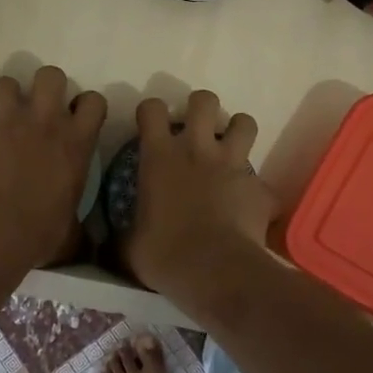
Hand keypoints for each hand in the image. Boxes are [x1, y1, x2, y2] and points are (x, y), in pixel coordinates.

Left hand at [0, 67, 106, 268]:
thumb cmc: (38, 235)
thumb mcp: (71, 230)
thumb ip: (79, 222)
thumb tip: (86, 238)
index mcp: (76, 143)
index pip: (94, 101)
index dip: (85, 106)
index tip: (77, 119)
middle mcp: (44, 121)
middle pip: (50, 75)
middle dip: (44, 86)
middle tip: (37, 109)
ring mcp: (6, 121)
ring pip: (5, 82)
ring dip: (4, 97)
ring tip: (0, 116)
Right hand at [124, 89, 276, 299]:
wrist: (214, 272)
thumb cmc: (164, 254)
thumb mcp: (129, 246)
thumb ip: (123, 235)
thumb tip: (110, 245)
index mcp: (160, 156)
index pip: (151, 109)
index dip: (150, 111)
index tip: (150, 126)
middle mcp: (197, 150)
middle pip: (204, 100)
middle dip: (201, 107)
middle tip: (196, 129)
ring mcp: (233, 165)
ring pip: (244, 123)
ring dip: (237, 132)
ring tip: (230, 150)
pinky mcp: (260, 189)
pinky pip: (263, 183)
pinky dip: (257, 192)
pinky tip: (249, 208)